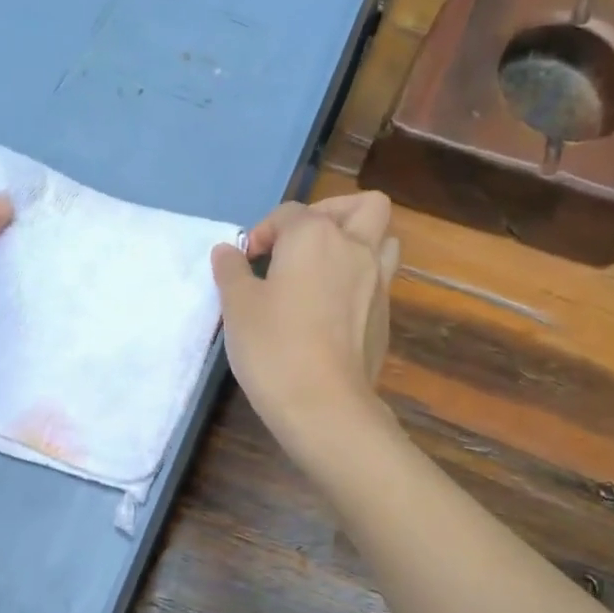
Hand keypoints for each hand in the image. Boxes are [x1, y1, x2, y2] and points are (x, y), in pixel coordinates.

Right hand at [211, 191, 399, 462]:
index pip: (289, 214)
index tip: (246, 263)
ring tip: (327, 268)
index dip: (263, 232)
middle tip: (303, 242)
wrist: (324, 405)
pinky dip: (360, 282)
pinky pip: (379, 282)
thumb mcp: (237, 307)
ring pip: (384, 241)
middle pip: (362, 207)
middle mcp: (355, 249)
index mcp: (315, 236)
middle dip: (332, 213)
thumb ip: (232, 271)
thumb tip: (228, 252)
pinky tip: (333, 310)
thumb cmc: (274, 347)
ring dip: (359, 243)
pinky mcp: (385, 318)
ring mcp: (378, 284)